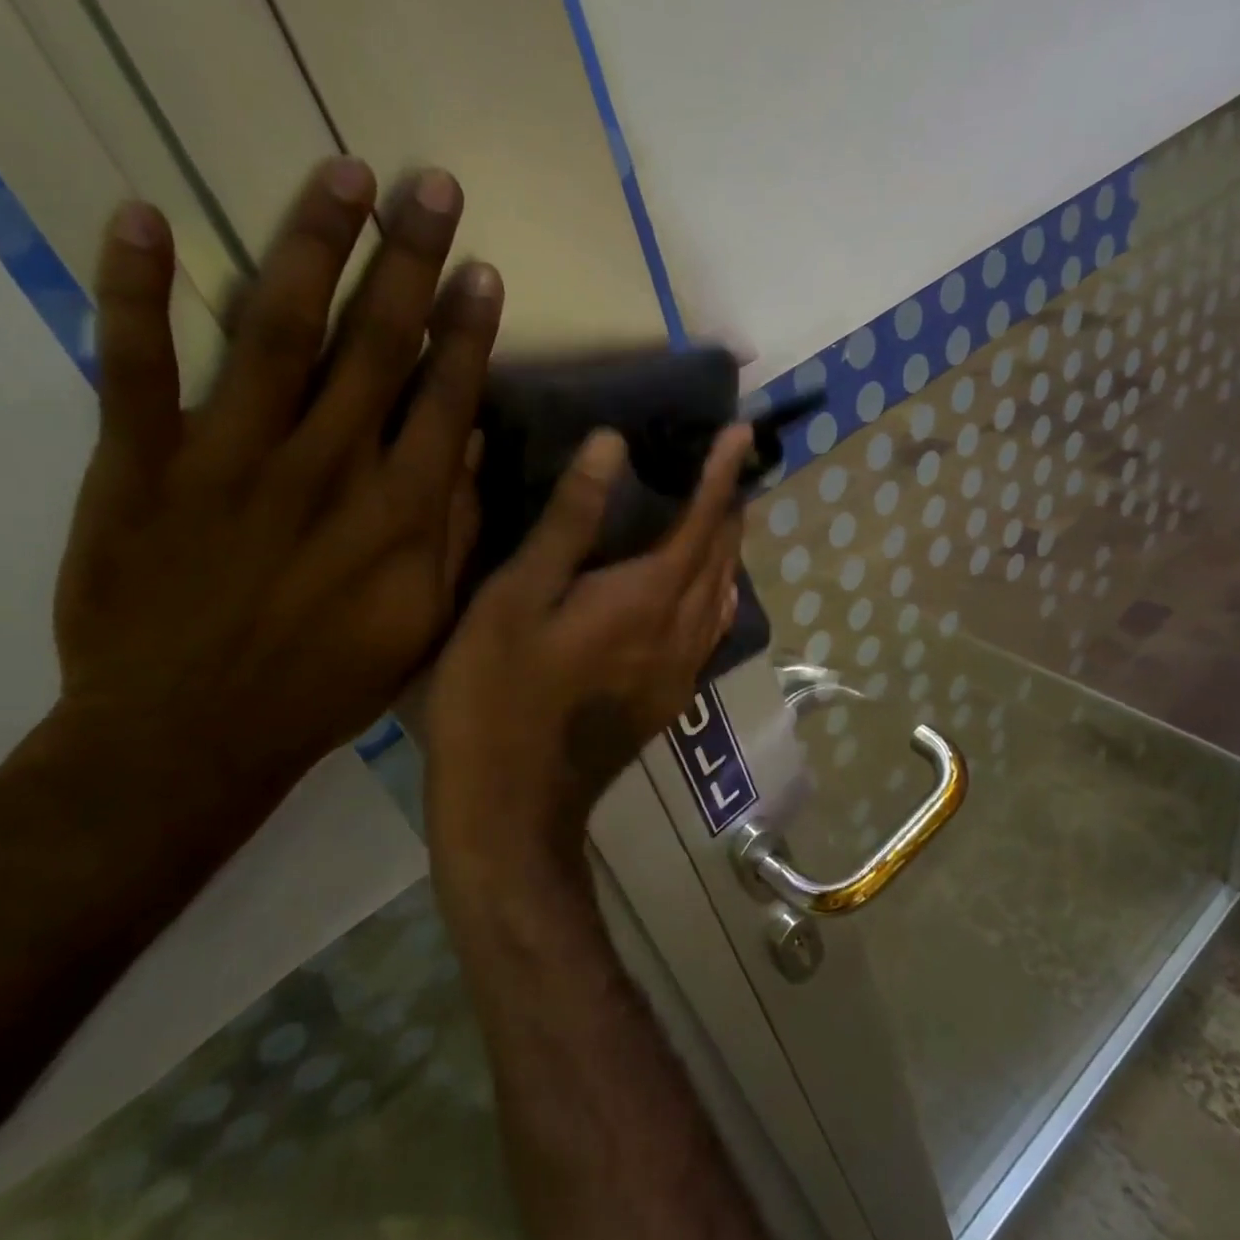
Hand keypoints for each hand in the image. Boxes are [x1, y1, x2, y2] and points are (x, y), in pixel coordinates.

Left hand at [51, 159, 498, 818]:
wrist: (190, 734)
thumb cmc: (326, 683)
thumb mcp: (422, 622)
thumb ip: (450, 529)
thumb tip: (462, 440)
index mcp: (397, 511)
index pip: (442, 395)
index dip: (466, 329)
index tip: (482, 269)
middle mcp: (325, 467)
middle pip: (374, 342)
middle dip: (410, 258)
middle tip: (432, 186)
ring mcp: (228, 459)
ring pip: (275, 330)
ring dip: (311, 244)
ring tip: (343, 174)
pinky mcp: (140, 467)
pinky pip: (134, 367)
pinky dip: (135, 290)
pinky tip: (145, 217)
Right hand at [425, 425, 751, 895]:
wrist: (514, 806)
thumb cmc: (497, 694)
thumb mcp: (516, 597)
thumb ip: (569, 520)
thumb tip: (612, 446)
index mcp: (647, 597)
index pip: (702, 520)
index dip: (721, 473)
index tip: (742, 433)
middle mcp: (680, 630)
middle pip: (722, 556)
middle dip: (730, 506)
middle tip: (730, 465)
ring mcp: (681, 670)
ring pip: (722, 594)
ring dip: (727, 549)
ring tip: (719, 515)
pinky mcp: (669, 698)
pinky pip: (709, 628)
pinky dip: (714, 590)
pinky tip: (699, 587)